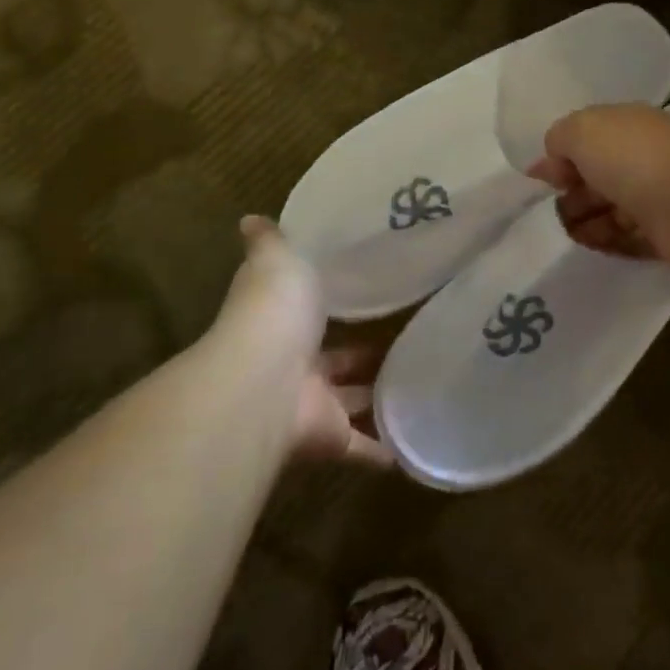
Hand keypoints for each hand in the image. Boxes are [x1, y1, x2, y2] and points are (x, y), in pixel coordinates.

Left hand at [219, 218, 393, 468]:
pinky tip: (415, 446)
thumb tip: (250, 218)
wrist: (265, 380)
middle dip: (360, 357)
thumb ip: (270, 243)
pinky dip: (385, 451)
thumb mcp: (278, 261)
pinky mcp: (331, 439)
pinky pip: (362, 448)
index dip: (330, 307)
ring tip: (419, 387)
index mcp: (284, 322)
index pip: (309, 313)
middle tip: (403, 345)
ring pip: (350, 403)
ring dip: (374, 401)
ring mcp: (313, 405)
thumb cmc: (275, 312)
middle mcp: (295, 365)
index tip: (363, 296)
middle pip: (334, 362)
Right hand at [529, 103, 669, 273]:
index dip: (561, 160)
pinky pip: (629, 239)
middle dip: (572, 195)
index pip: (587, 141)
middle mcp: (644, 159)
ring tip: (575, 233)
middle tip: (560, 210)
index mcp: (627, 128)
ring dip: (586, 222)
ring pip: (611, 210)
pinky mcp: (669, 235)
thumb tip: (552, 161)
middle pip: (597, 178)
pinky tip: (596, 246)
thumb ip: (560, 139)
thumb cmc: (640, 161)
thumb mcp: (584, 131)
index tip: (543, 181)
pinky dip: (609, 242)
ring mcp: (659, 198)